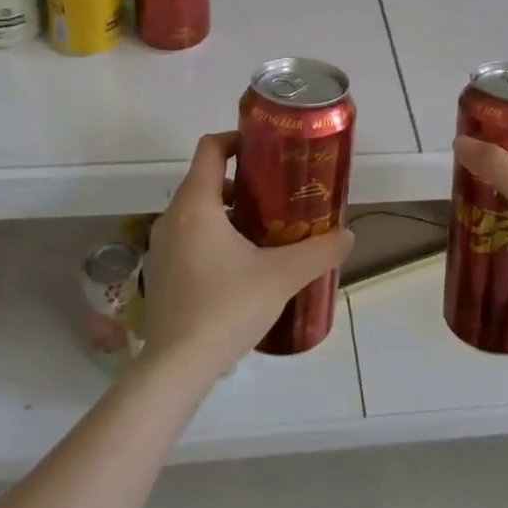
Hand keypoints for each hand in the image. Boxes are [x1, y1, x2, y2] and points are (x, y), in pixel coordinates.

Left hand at [140, 132, 355, 375]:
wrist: (176, 368)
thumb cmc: (226, 308)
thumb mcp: (281, 276)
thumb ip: (318, 252)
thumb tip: (347, 235)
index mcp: (196, 204)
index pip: (210, 148)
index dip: (236, 140)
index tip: (265, 151)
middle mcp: (173, 217)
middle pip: (204, 179)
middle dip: (240, 182)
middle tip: (275, 195)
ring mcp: (161, 247)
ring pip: (195, 211)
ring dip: (226, 212)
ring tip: (262, 232)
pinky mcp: (160, 273)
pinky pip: (187, 237)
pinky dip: (210, 236)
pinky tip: (238, 266)